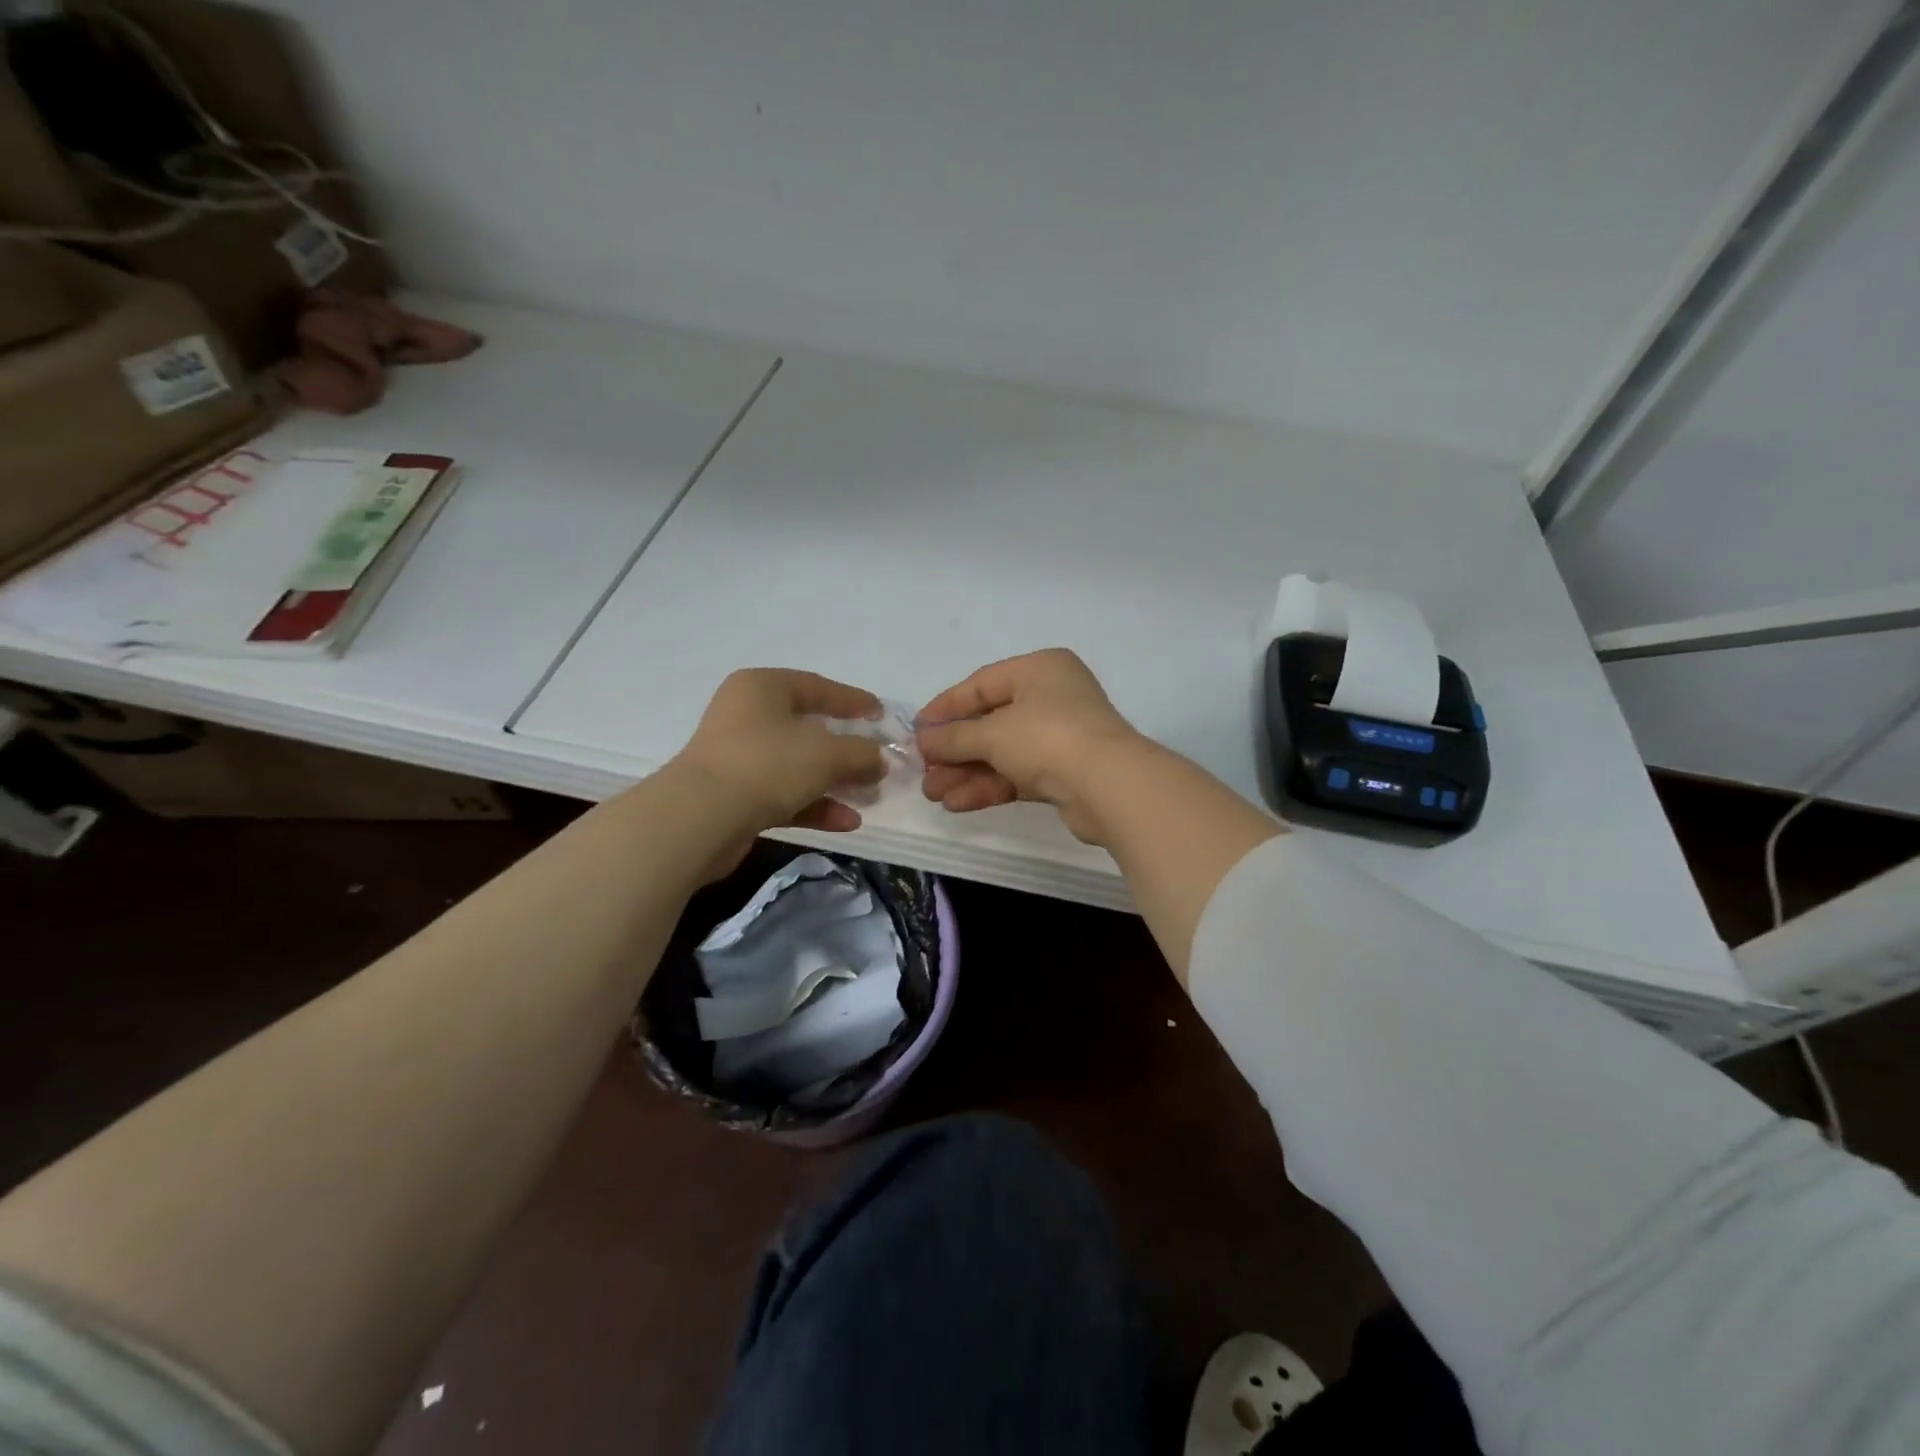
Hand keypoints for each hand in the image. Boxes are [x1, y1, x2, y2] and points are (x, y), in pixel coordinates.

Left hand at [671, 669, 886, 843]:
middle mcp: (747, 716)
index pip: (818, 687)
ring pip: (798, 765)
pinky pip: (785, 795)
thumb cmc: (767, 764)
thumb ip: (862, 753)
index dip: (853, 701)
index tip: (882, 715)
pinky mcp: (735, 797)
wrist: (700, 819)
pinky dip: (815, 805)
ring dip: (836, 781)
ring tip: (870, 797)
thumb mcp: (828, 753)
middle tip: (878, 762)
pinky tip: (847, 821)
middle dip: (848, 750)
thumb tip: (880, 760)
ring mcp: (739, 758)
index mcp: (763, 688)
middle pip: (809, 728)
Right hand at [915, 649, 1146, 843]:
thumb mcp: (992, 733)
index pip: (981, 685)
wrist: (1109, 786)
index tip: (917, 731)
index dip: (945, 708)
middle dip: (954, 750)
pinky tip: (958, 803)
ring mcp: (1061, 736)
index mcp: (1039, 670)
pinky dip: (989, 786)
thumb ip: (954, 737)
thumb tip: (923, 740)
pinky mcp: (1065, 772)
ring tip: (933, 794)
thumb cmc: (1047, 738)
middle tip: (924, 771)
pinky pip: (1018, 774)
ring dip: (966, 772)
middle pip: (990, 722)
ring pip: (1002, 752)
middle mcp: (1052, 697)